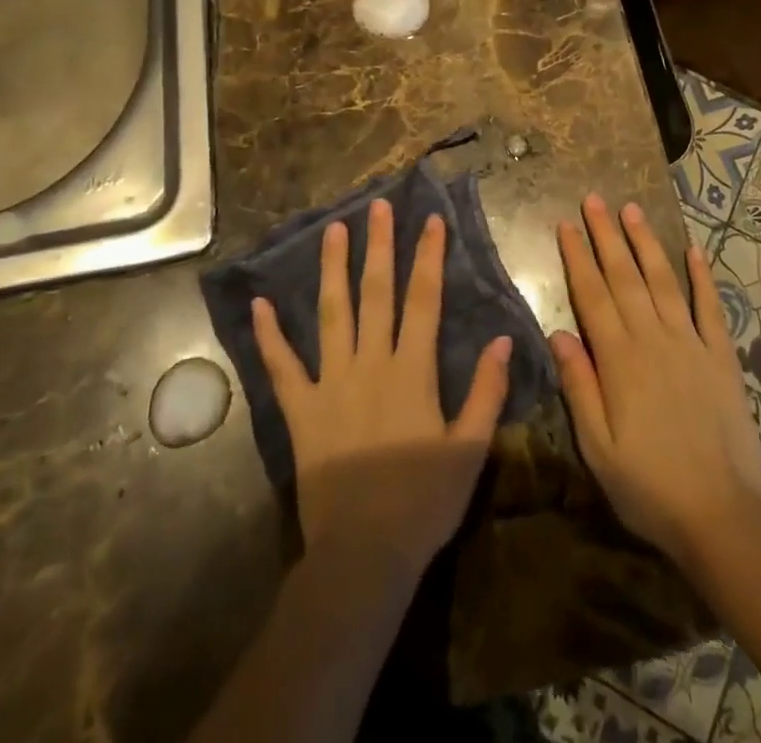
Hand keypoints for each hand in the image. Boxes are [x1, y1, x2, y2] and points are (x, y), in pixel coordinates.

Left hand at [252, 198, 512, 581]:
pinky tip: (259, 305)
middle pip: (375, 293)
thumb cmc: (424, 500)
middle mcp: (370, 363)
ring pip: (331, 315)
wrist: (364, 553)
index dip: (428, 257)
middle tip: (377, 206)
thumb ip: (486, 391)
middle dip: (379, 246)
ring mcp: (330, 383)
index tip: (430, 220)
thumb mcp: (470, 448)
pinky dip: (269, 336)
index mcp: (412, 370)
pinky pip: (282, 367)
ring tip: (332, 230)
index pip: (423, 300)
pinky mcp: (300, 411)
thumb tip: (501, 338)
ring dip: (332, 270)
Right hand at [550, 195, 760, 569]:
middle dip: (607, 235)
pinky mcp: (721, 358)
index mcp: (619, 359)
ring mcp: (691, 344)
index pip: (592, 295)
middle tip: (594, 199)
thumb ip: (578, 385)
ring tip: (632, 209)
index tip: (566, 224)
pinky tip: (695, 250)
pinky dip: (703, 277)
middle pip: (625, 276)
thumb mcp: (597, 447)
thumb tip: (557, 332)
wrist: (722, 515)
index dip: (577, 257)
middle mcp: (653, 339)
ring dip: (646, 243)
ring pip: (663, 282)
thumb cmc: (649, 487)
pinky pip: (710, 308)